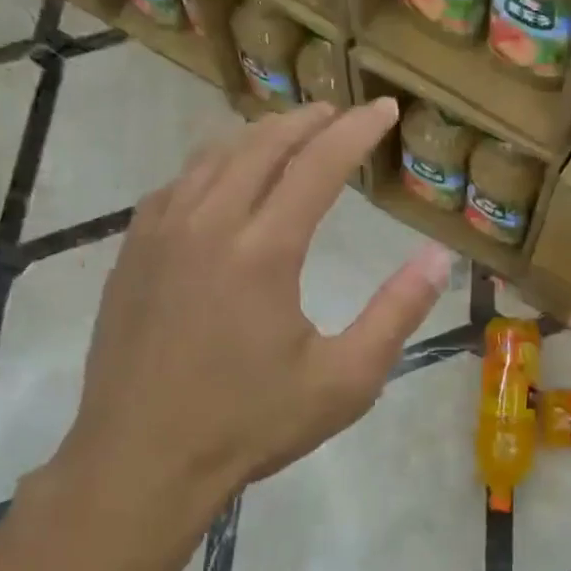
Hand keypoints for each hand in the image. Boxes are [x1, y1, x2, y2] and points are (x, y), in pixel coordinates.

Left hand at [48, 99, 451, 547]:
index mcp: (264, 250)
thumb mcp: (345, 381)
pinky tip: (222, 177)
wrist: (141, 461)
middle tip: (340, 112)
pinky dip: (212, 165)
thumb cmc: (250, 425)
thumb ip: (396, 314)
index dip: (357, 131)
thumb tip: (439, 259)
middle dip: (308, 121)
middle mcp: (209, 223)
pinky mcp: (132, 253)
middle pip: (263, 144)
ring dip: (258, 135)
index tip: (385, 109)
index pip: (318, 164)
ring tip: (289, 132)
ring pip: (214, 156)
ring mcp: (160, 234)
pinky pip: (177, 184)